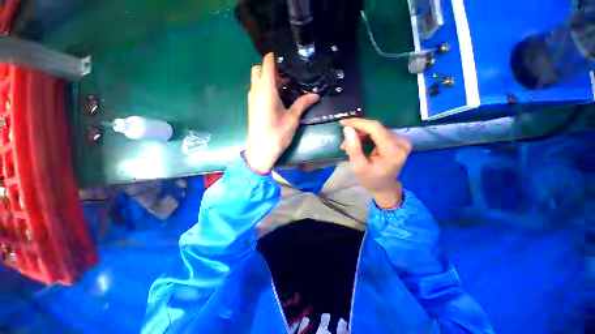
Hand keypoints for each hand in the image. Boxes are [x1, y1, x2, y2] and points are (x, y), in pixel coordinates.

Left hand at [245, 53, 319, 173]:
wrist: (260, 151)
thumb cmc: (277, 134)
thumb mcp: (292, 119)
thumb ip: (302, 104)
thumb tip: (316, 95)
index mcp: (266, 90)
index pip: (267, 63)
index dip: (275, 58)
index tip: (287, 60)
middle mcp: (256, 91)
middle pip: (259, 69)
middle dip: (271, 70)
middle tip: (286, 80)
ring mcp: (251, 99)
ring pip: (256, 80)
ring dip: (268, 80)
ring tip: (284, 90)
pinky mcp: (251, 107)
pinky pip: (256, 90)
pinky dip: (264, 89)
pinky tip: (276, 100)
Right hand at [340, 118, 411, 208]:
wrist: (385, 187)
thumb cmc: (370, 179)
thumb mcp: (358, 167)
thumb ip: (353, 148)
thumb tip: (347, 129)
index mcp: (393, 151)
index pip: (375, 128)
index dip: (358, 123)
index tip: (343, 123)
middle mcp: (401, 143)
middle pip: (376, 128)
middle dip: (357, 131)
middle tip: (344, 142)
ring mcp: (402, 141)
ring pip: (376, 129)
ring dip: (360, 135)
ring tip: (349, 145)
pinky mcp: (399, 141)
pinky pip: (380, 133)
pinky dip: (367, 136)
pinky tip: (358, 143)